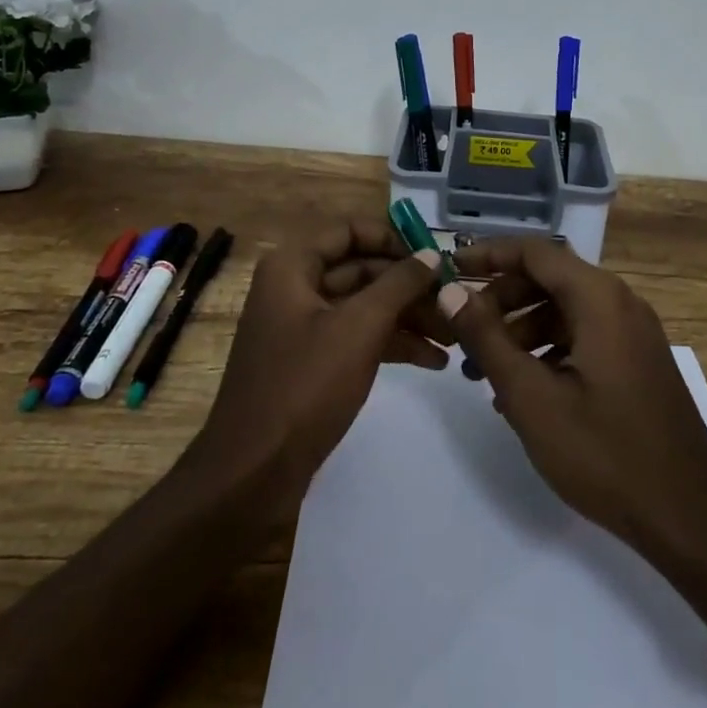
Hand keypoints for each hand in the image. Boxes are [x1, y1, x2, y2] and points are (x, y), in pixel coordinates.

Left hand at [188, 218, 446, 502]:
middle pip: (362, 269)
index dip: (393, 238)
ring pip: (365, 306)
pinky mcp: (314, 363)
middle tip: (454, 301)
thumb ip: (399, 284)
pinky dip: (393, 344)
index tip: (434, 257)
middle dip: (410, 286)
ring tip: (454, 335)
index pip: (350, 230)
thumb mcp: (359, 328)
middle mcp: (296, 288)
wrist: (252, 476)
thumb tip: (432, 254)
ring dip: (409, 317)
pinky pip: (358, 338)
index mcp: (293, 267)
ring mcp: (304, 327)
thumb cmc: (303, 387)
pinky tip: (434, 360)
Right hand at [447, 238, 706, 629]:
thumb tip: (451, 292)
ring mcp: (633, 332)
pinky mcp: (637, 361)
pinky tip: (523, 391)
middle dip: (501, 300)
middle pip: (549, 279)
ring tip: (482, 372)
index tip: (451, 270)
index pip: (534, 252)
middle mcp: (619, 302)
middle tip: (463, 334)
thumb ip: (487, 339)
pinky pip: (584, 336)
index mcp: (598, 298)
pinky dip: (548, 350)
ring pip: (564, 310)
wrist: (690, 516)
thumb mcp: (532, 397)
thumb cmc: (605, 452)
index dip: (489, 255)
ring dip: (521, 330)